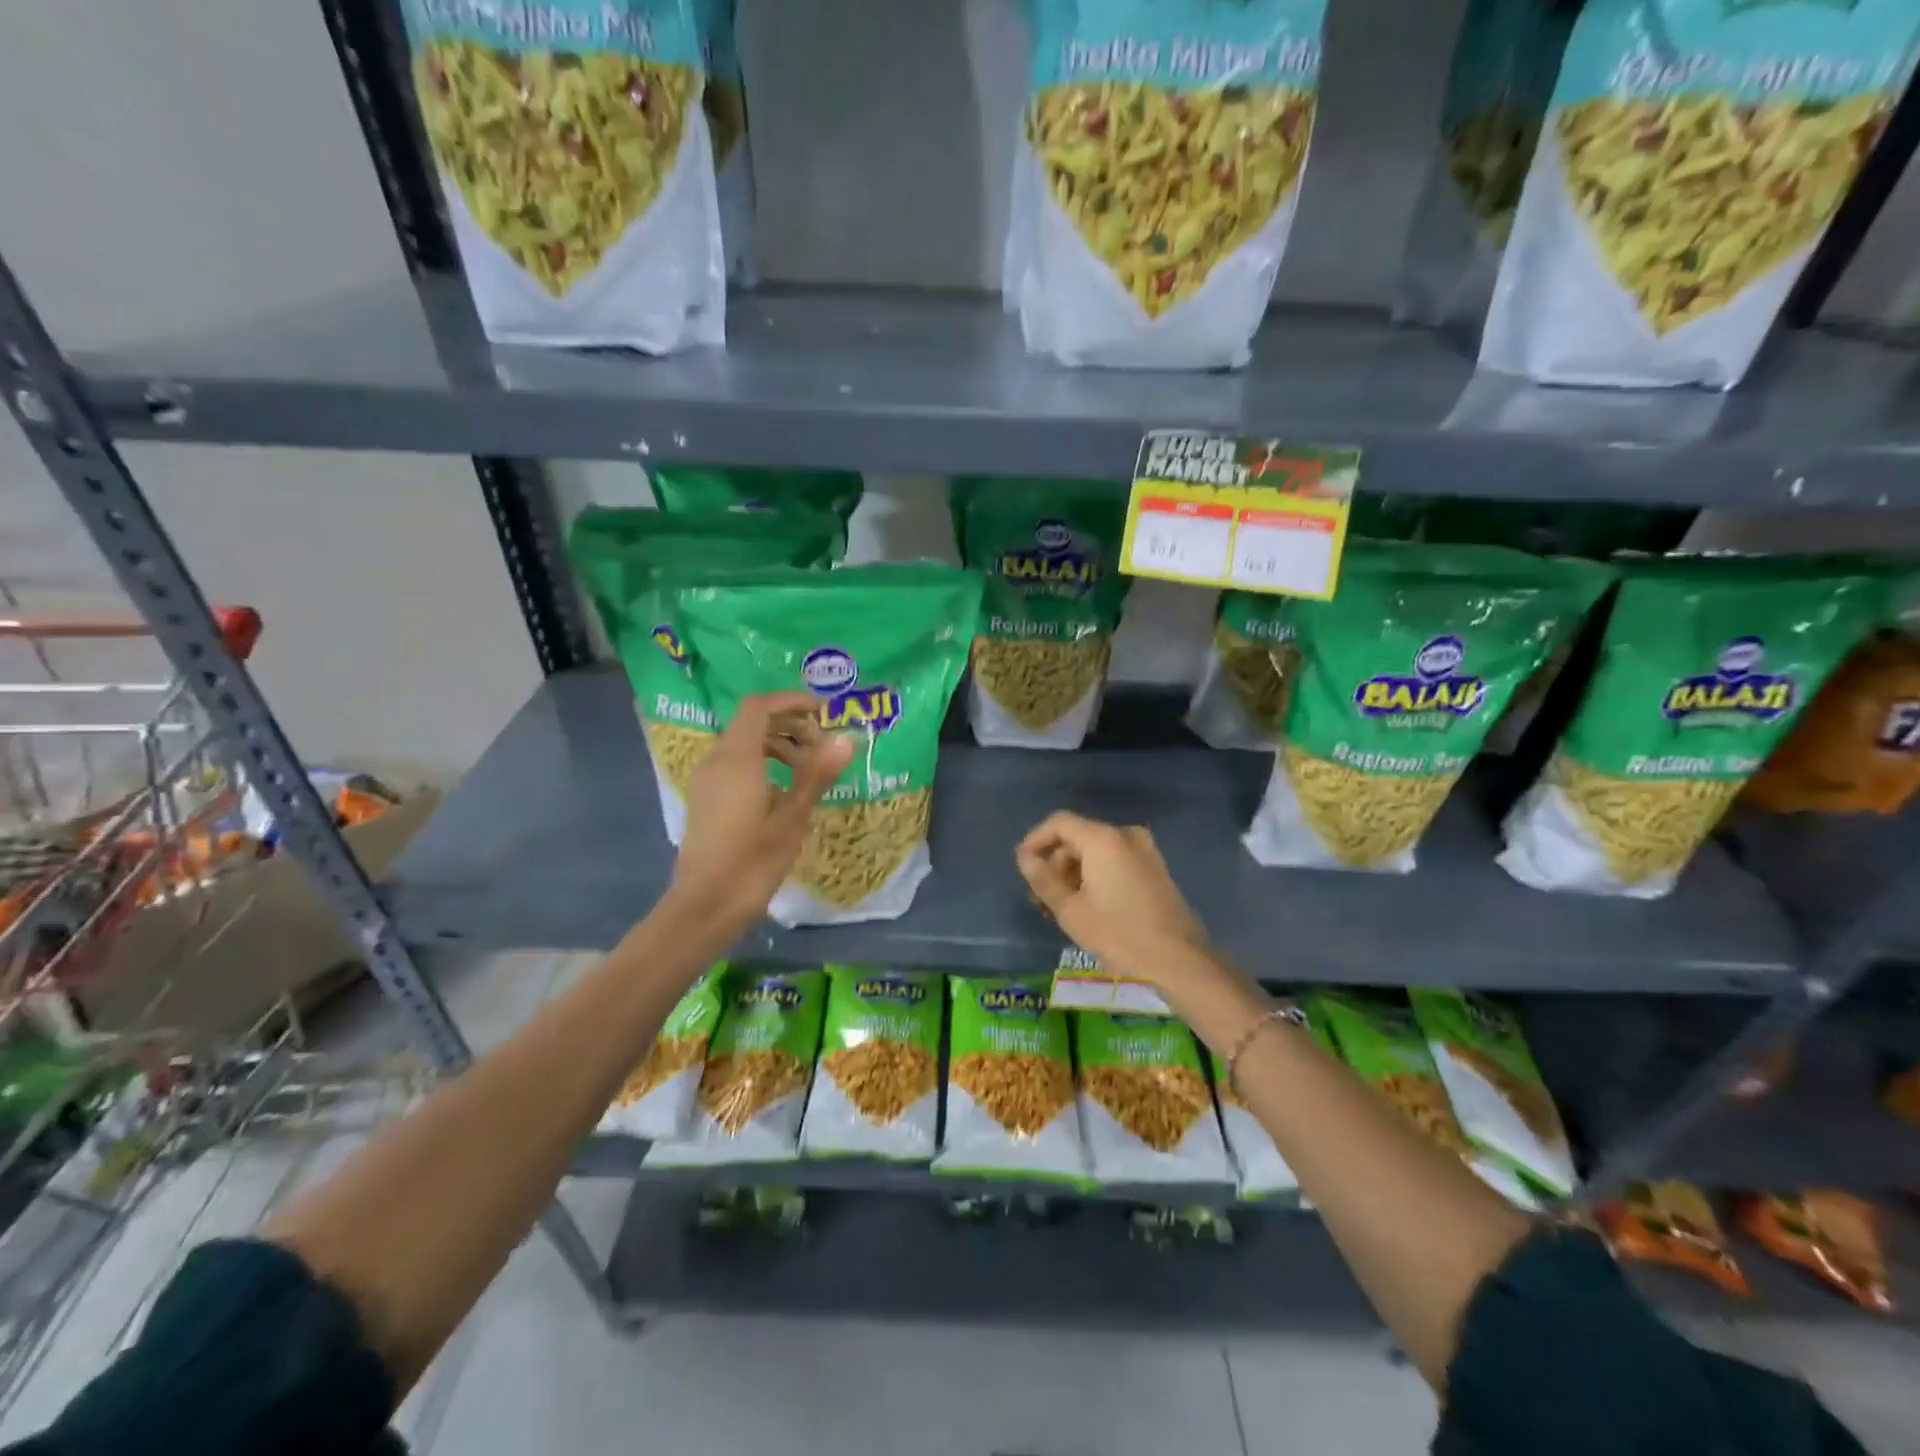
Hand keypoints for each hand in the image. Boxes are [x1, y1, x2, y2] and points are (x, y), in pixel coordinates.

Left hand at [670, 692, 852, 931]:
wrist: (705, 907)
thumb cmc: (752, 862)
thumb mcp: (793, 817)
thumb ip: (817, 774)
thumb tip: (845, 739)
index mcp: (736, 759)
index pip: (759, 707)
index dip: (792, 702)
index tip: (824, 712)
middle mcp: (716, 761)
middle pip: (752, 722)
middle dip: (790, 725)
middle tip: (823, 746)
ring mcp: (707, 781)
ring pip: (744, 744)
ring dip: (779, 745)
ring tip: (809, 770)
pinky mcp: (707, 799)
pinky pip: (736, 764)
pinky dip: (763, 763)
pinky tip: (785, 792)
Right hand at [1015, 812, 1209, 984]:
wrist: (1179, 960)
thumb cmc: (1118, 934)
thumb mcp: (1070, 910)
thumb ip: (1043, 879)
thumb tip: (1024, 857)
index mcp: (1103, 839)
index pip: (1059, 823)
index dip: (1036, 840)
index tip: (1022, 866)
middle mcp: (1125, 835)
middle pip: (1078, 838)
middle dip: (1055, 864)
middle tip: (1040, 898)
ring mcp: (1144, 851)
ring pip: (1096, 852)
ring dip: (1073, 874)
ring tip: (1059, 909)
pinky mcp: (1155, 869)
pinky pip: (1115, 862)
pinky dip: (1095, 877)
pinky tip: (1086, 907)